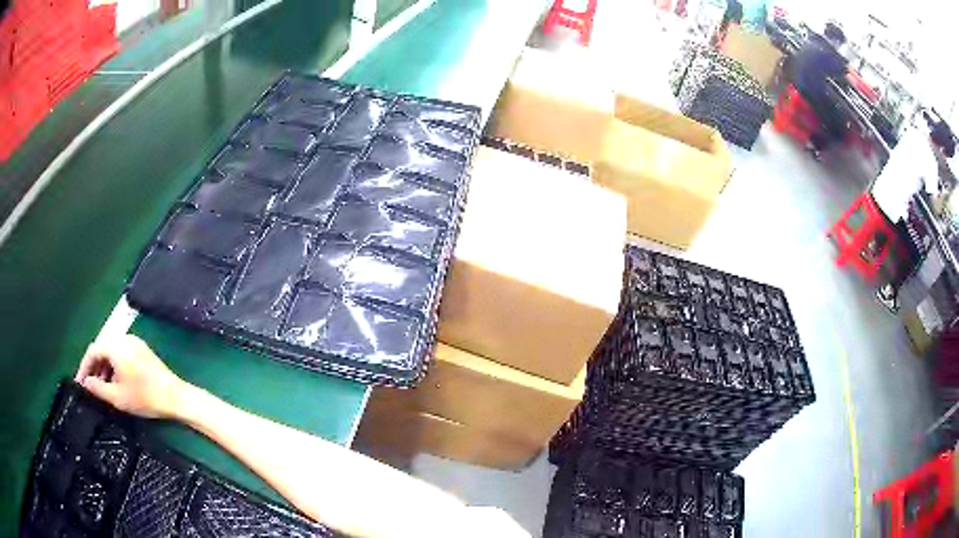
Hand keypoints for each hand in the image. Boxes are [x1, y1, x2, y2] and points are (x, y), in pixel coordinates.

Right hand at [75, 334, 191, 418]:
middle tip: (89, 386)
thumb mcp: (117, 397)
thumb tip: (86, 383)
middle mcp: (124, 338)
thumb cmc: (145, 397)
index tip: (79, 382)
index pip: (92, 350)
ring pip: (112, 351)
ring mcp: (135, 343)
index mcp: (115, 345)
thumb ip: (98, 388)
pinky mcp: (142, 350)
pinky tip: (115, 382)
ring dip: (104, 367)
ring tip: (101, 388)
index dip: (84, 367)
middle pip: (102, 348)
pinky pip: (122, 354)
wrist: (175, 396)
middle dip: (94, 367)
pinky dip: (115, 366)